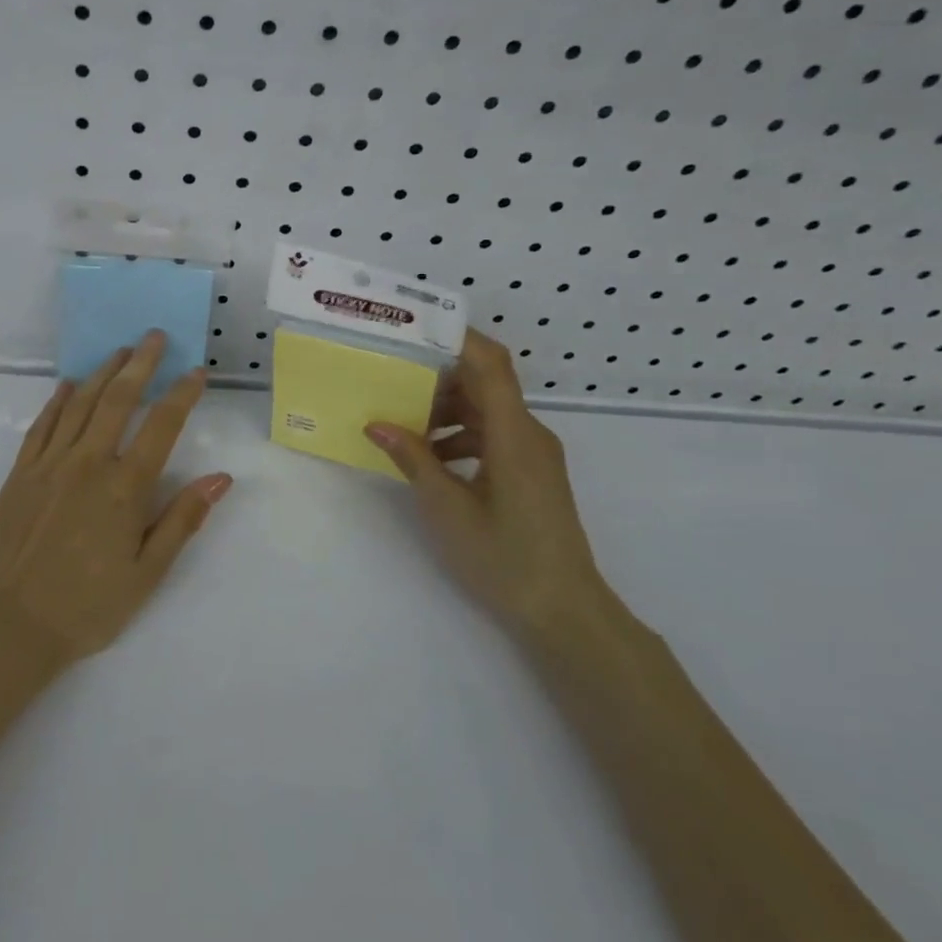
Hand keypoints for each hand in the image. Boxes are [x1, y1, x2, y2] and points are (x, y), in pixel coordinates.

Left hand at [0, 331, 232, 668]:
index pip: (161, 426)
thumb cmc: (85, 607)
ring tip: (119, 351)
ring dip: (102, 373)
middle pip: (118, 400)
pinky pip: (42, 425)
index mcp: (124, 487)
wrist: (6, 625)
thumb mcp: (146, 574)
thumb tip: (220, 478)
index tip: (196, 371)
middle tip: (153, 335)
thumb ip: (182, 521)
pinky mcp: (20, 474)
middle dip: (140, 363)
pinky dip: (58, 400)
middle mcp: (87, 463)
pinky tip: (69, 386)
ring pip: (80, 404)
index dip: (182, 394)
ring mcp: (49, 464)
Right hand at [367, 328, 604, 637]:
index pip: (490, 363)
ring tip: (402, 425)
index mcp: (514, 433)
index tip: (414, 329)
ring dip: (446, 410)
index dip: (456, 338)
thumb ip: (413, 459)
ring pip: (487, 411)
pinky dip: (461, 435)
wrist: (565, 612)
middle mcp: (530, 433)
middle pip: (485, 383)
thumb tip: (376, 423)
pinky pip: (494, 435)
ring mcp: (534, 454)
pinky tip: (430, 459)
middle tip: (391, 378)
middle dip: (438, 377)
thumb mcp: (447, 508)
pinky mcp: (532, 473)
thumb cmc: (504, 558)